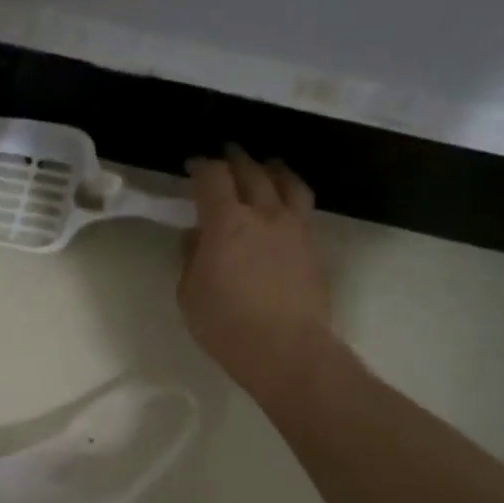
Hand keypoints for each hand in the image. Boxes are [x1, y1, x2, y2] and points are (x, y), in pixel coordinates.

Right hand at [179, 147, 338, 406]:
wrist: (286, 350)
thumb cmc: (226, 325)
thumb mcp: (189, 293)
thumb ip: (191, 258)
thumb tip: (197, 237)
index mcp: (226, 223)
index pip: (213, 178)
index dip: (201, 167)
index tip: (192, 165)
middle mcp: (263, 215)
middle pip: (251, 172)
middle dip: (235, 159)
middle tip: (226, 153)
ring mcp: (294, 228)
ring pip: (286, 183)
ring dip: (271, 169)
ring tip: (266, 164)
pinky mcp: (313, 245)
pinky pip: (303, 205)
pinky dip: (290, 193)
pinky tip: (285, 201)